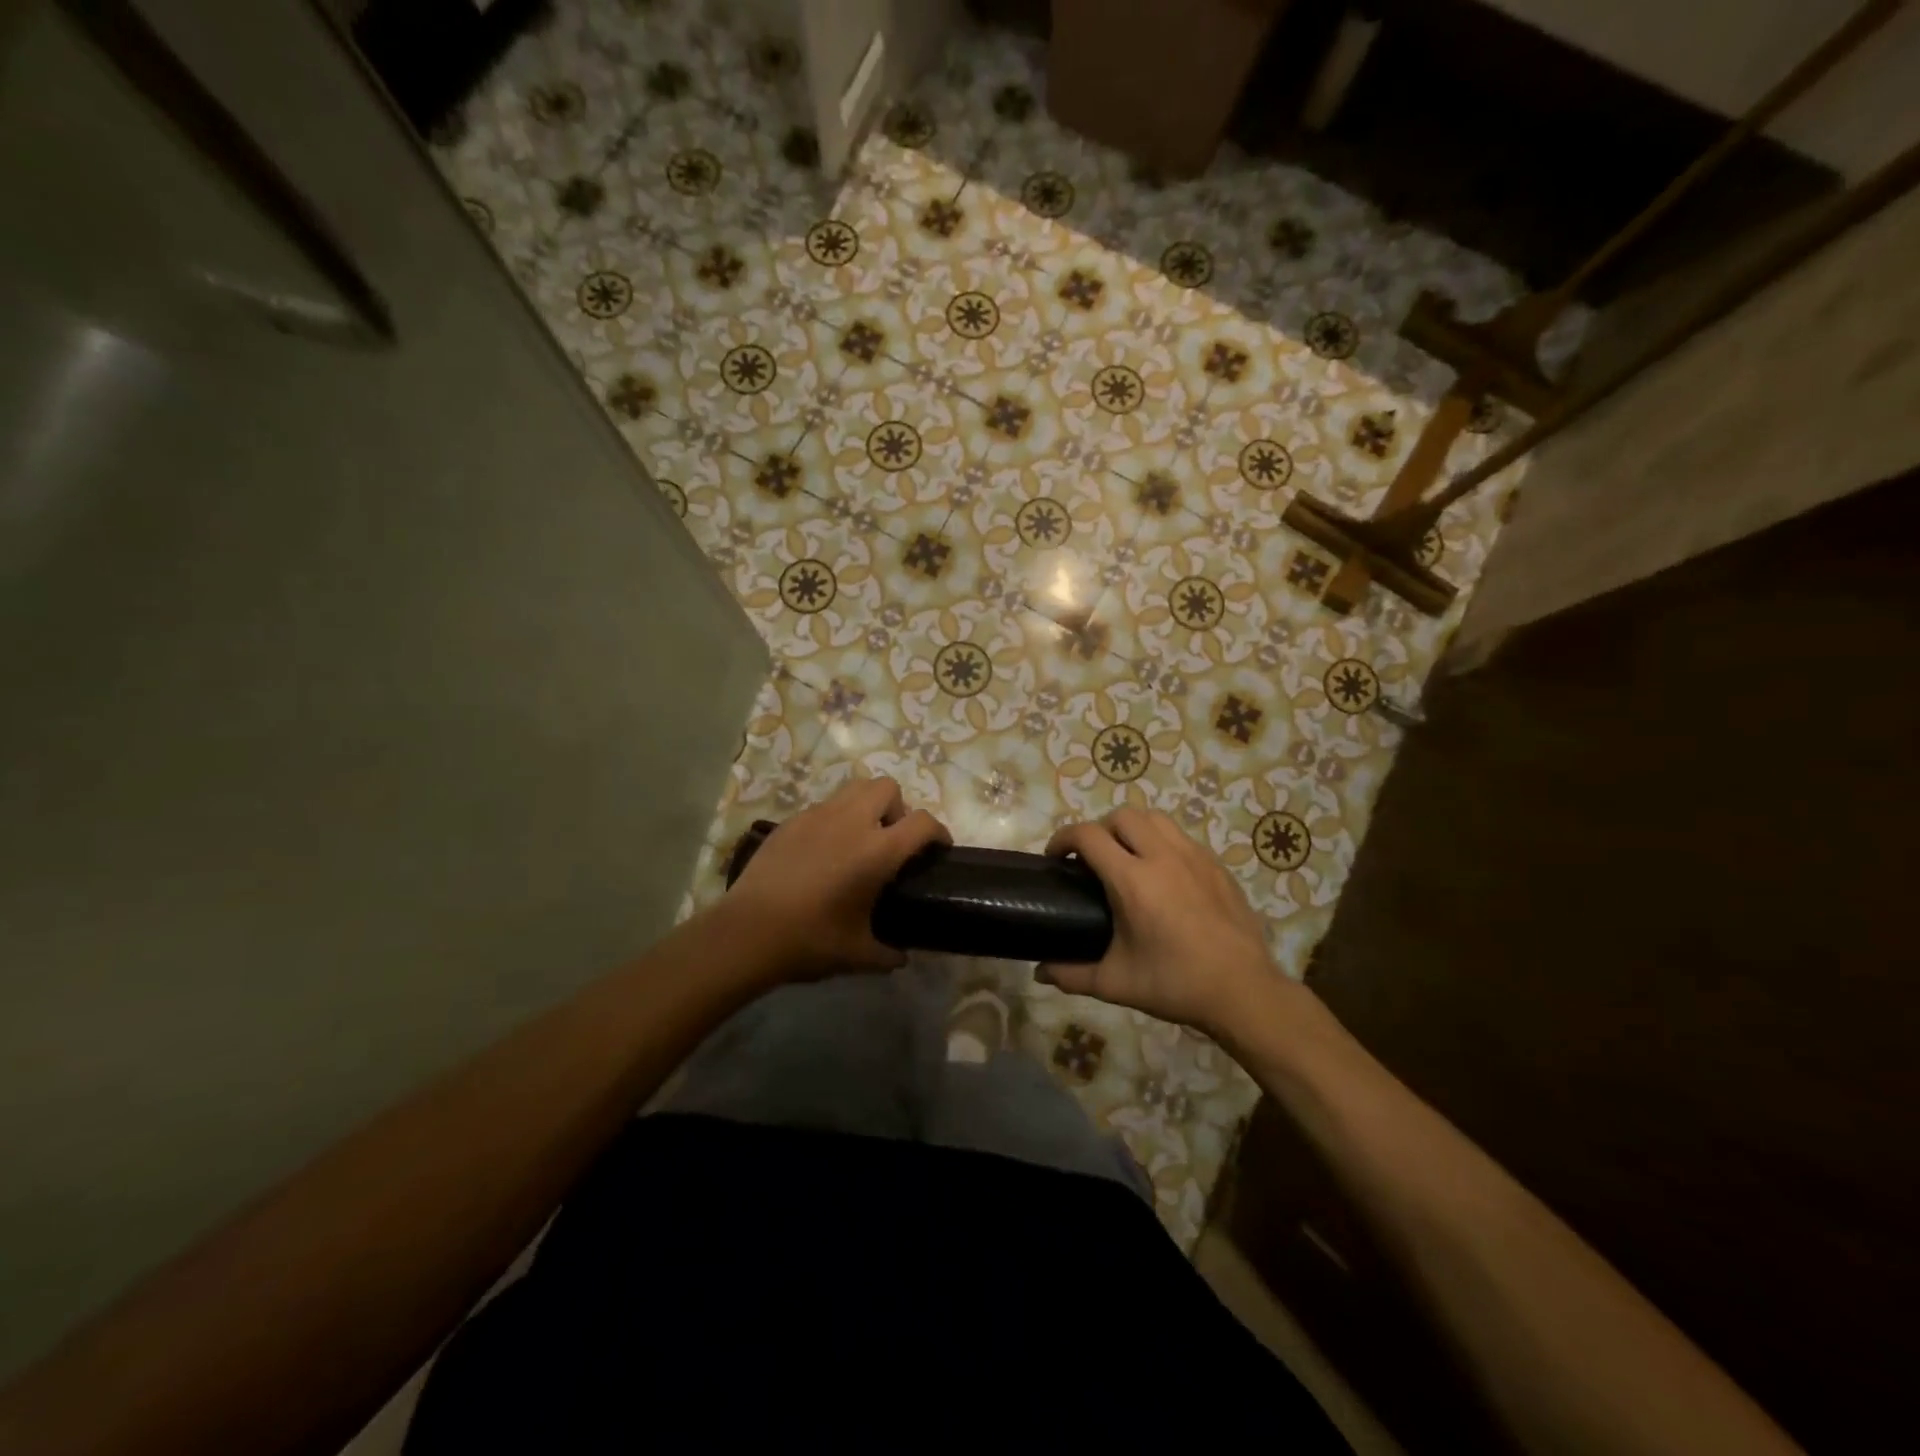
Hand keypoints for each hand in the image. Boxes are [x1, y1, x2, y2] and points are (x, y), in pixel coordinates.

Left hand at [725, 776, 949, 979]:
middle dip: (898, 807)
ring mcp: (817, 816)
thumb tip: (900, 957)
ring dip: (866, 805)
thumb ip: (887, 953)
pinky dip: (834, 819)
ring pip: (854, 789)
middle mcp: (852, 822)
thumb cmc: (811, 941)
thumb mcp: (858, 955)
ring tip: (859, 838)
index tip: (938, 847)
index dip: (938, 831)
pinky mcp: (790, 821)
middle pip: (887, 787)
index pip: (922, 822)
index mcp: (878, 851)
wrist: (747, 932)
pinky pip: (823, 807)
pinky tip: (822, 851)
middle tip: (891, 839)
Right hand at [1039, 807, 1279, 1036]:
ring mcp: (1194, 857)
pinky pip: (1182, 838)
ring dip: (1133, 829)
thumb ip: (1072, 975)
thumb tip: (1041, 972)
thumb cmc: (1175, 984)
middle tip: (1092, 859)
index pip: (1088, 835)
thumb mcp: (1116, 983)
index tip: (1055, 857)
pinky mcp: (1217, 866)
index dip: (1063, 838)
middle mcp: (1163, 856)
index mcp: (1132, 880)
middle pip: (1122, 816)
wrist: (1243, 991)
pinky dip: (1162, 844)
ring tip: (1127, 858)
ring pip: (1156, 819)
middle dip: (1099, 829)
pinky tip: (1164, 876)